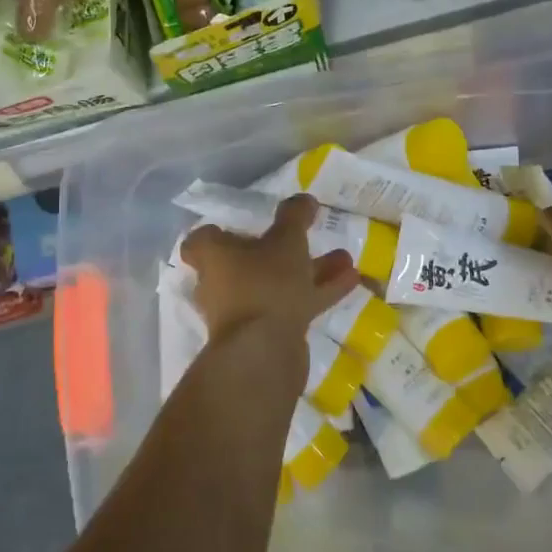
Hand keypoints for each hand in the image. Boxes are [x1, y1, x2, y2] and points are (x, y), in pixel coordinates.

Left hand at [180, 195, 357, 343]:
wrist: (264, 353)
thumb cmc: (266, 284)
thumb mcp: (286, 241)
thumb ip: (294, 216)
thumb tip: (303, 198)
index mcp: (213, 256)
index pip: (202, 240)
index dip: (221, 231)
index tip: (246, 224)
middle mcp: (221, 283)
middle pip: (247, 262)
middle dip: (281, 249)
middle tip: (306, 235)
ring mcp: (243, 312)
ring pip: (277, 283)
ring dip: (309, 270)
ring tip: (343, 257)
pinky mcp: (266, 333)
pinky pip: (292, 305)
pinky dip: (317, 293)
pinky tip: (350, 282)